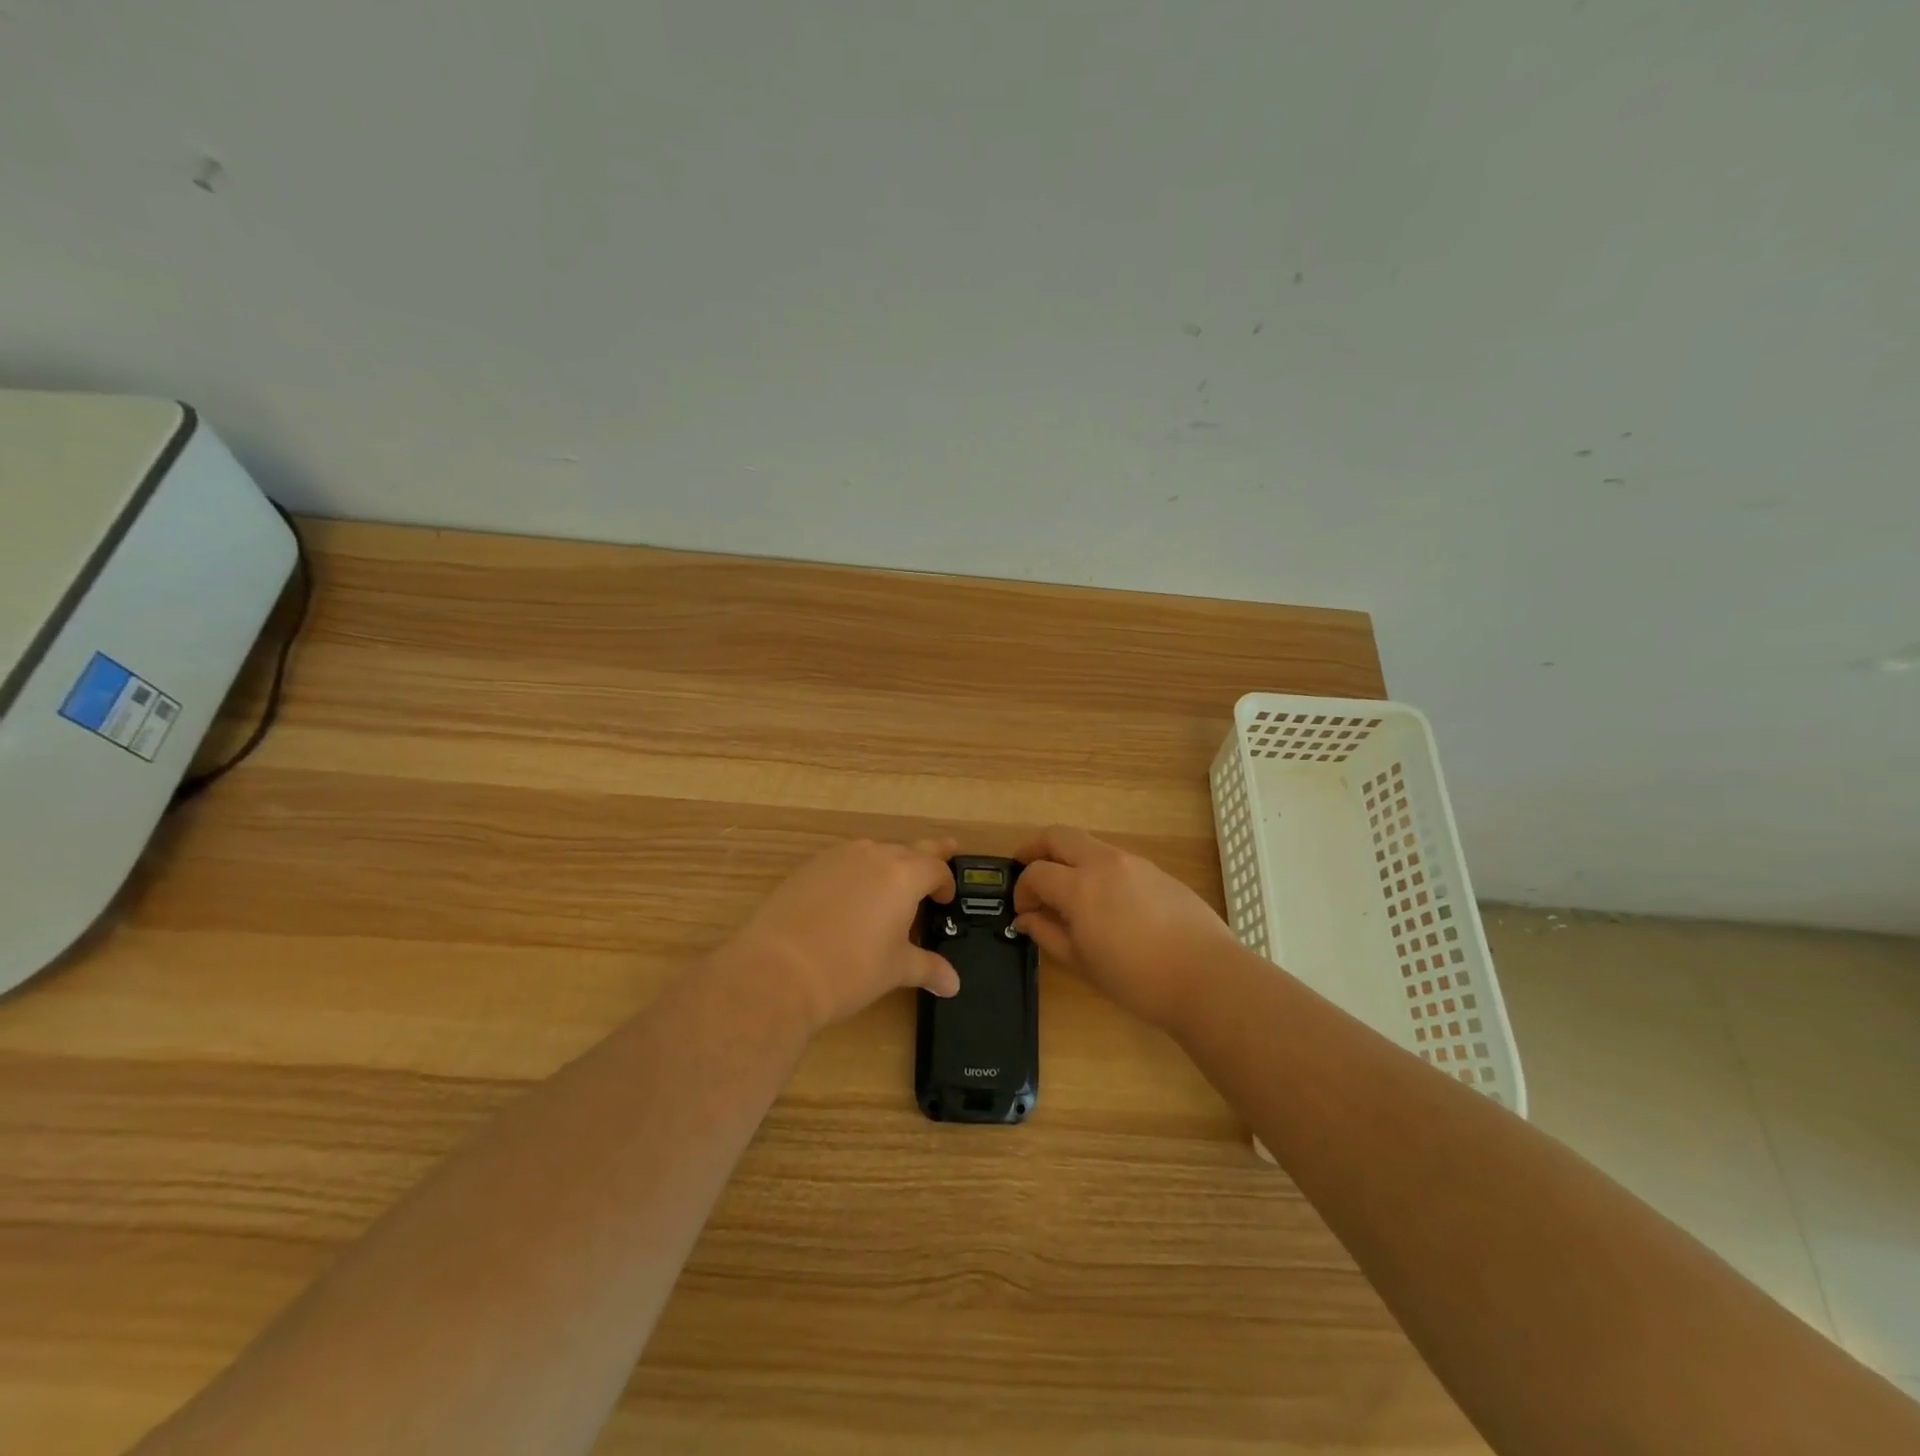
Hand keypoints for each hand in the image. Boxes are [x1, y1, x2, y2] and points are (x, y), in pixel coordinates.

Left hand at [724, 836, 960, 1032]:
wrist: (778, 970)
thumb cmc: (850, 969)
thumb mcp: (895, 969)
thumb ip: (928, 968)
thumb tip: (952, 983)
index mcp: (903, 875)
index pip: (936, 868)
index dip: (946, 883)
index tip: (945, 900)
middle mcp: (873, 855)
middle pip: (909, 850)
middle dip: (926, 858)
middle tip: (944, 852)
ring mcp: (838, 858)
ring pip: (874, 852)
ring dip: (888, 865)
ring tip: (889, 891)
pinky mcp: (809, 867)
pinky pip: (844, 862)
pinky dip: (855, 874)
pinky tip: (848, 901)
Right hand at [1013, 825, 1239, 1032]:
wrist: (1207, 978)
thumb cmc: (1137, 980)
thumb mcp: (1082, 963)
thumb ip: (1048, 934)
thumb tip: (1026, 919)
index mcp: (1080, 887)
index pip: (1036, 872)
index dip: (1022, 890)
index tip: (1024, 911)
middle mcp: (1104, 863)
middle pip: (1059, 836)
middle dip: (1036, 848)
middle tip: (1027, 871)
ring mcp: (1134, 862)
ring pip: (1089, 844)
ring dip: (1069, 858)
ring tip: (1067, 891)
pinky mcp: (1157, 871)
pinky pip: (1116, 859)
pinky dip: (1097, 869)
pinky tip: (1105, 902)